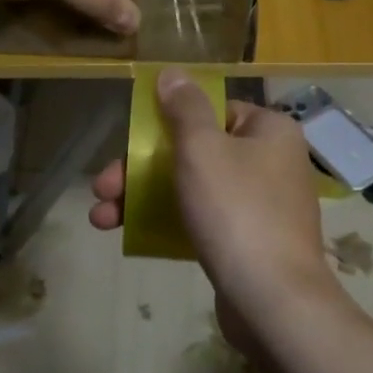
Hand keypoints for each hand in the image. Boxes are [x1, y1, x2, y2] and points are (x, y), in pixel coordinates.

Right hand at [89, 68, 349, 347]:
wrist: (272, 300)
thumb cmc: (236, 210)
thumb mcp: (202, 149)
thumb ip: (184, 108)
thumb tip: (172, 72)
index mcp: (269, 131)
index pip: (215, 111)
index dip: (169, 122)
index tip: (133, 140)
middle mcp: (271, 164)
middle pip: (195, 152)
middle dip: (140, 169)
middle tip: (101, 187)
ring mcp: (261, 207)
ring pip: (193, 189)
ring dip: (143, 198)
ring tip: (99, 218)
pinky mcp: (248, 244)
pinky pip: (203, 221)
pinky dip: (168, 223)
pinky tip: (130, 235)